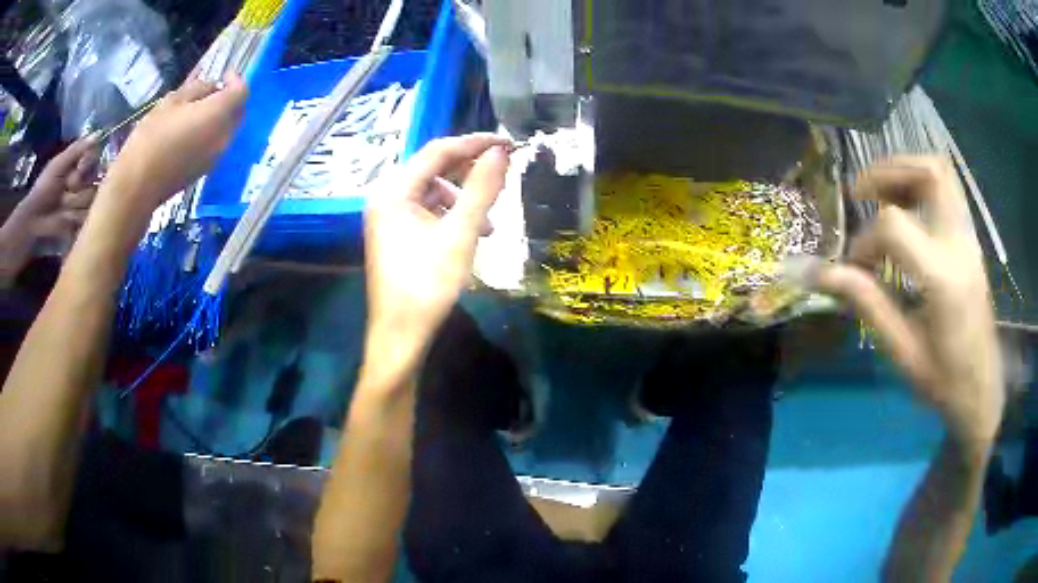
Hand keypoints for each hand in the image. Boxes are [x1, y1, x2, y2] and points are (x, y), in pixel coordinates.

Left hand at [0, 138, 98, 282]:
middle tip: (66, 189)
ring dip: (74, 203)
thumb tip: (99, 134)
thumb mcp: (59, 164)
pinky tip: (65, 219)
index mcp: (79, 166)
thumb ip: (77, 149)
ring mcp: (81, 204)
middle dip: (79, 185)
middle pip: (95, 179)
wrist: (35, 219)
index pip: (95, 157)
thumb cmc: (44, 188)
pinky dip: (74, 218)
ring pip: (90, 199)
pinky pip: (86, 218)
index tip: (80, 166)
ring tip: (62, 207)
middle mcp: (83, 183)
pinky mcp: (80, 224)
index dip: (89, 161)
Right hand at [101, 72, 247, 215]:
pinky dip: (212, 132)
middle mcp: (224, 137)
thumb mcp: (172, 101)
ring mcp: (216, 157)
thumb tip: (211, 86)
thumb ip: (197, 89)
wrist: (138, 187)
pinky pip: (216, 145)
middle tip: (214, 89)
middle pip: (238, 112)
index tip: (225, 73)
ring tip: (200, 109)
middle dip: (230, 97)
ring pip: (228, 129)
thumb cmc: (152, 138)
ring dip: (221, 116)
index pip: (241, 92)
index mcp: (218, 115)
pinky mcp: (205, 170)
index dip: (235, 79)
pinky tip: (193, 130)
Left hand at [363, 134, 509, 369]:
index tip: (509, 143)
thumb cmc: (428, 285)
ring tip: (488, 221)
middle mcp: (385, 196)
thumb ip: (481, 189)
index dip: (475, 143)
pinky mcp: (393, 232)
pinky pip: (425, 209)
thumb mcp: (461, 235)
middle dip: (469, 172)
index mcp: (394, 190)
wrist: (400, 335)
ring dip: (462, 198)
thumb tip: (500, 152)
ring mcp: (387, 215)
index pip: (438, 151)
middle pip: (433, 168)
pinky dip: (450, 215)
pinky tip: (469, 234)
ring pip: (432, 190)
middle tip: (502, 177)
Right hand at [817, 156, 1003, 450]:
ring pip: (941, 171)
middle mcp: (960, 245)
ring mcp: (970, 239)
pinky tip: (908, 208)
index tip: (854, 268)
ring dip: (906, 169)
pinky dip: (922, 183)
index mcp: (943, 278)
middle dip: (888, 171)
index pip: (895, 226)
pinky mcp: (971, 241)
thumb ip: (868, 305)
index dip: (865, 240)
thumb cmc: (945, 382)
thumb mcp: (904, 353)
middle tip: (862, 192)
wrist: (983, 392)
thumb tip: (821, 275)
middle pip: (928, 172)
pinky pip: (948, 189)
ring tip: (882, 193)